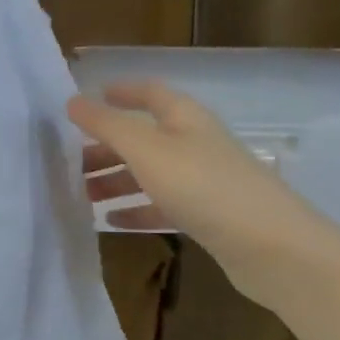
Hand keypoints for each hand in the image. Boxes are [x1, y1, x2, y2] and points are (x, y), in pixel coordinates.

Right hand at [67, 80, 339, 307]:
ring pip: (149, 173)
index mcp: (184, 118)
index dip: (119, 93)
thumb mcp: (147, 150)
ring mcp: (203, 181)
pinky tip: (111, 222)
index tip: (84, 103)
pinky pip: (161, 205)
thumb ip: (107, 125)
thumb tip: (72, 101)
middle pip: (144, 137)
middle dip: (106, 146)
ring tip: (81, 195)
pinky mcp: (207, 216)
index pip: (149, 94)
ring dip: (115, 180)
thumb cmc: (203, 186)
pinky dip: (135, 209)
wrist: (270, 246)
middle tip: (69, 162)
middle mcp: (194, 144)